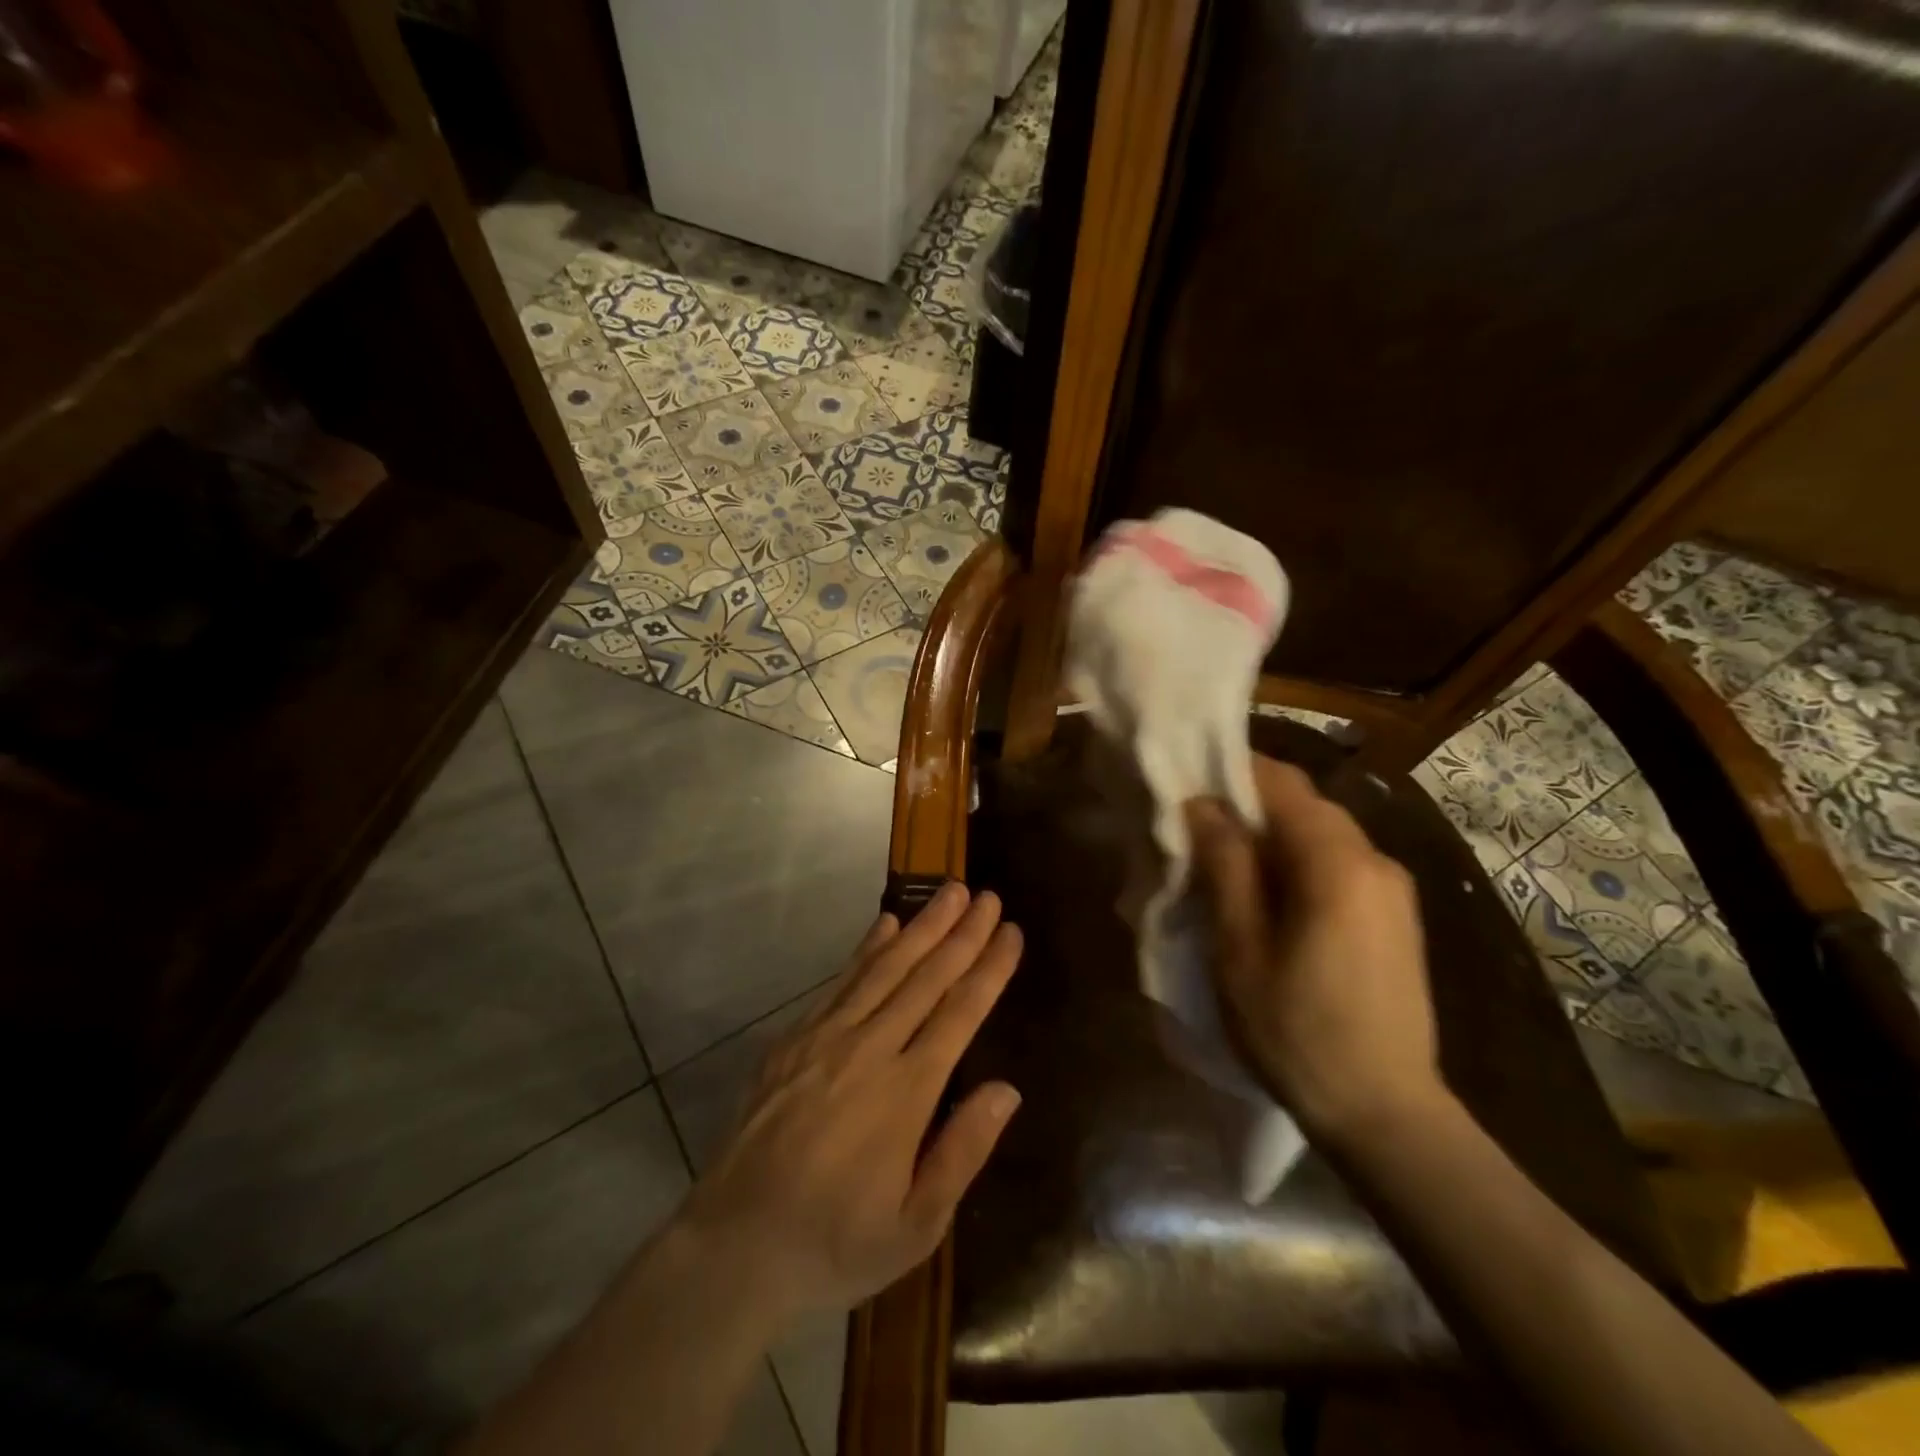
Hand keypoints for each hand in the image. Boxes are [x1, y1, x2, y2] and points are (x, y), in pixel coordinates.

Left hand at [678, 883, 1022, 1323]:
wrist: (734, 1245)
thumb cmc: (834, 1243)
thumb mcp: (915, 1227)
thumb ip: (962, 1152)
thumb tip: (1007, 1089)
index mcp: (906, 1093)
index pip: (960, 1013)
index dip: (989, 969)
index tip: (1010, 931)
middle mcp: (869, 1049)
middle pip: (926, 977)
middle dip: (962, 933)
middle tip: (987, 895)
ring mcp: (826, 1038)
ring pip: (885, 968)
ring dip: (921, 926)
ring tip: (948, 892)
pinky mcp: (794, 1039)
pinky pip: (840, 982)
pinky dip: (866, 949)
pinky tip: (885, 924)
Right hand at [1185, 756, 1444, 1144]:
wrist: (1385, 1112)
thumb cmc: (1296, 1030)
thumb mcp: (1240, 947)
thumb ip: (1225, 865)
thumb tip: (1203, 805)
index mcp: (1337, 863)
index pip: (1281, 782)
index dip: (1230, 771)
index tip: (1186, 782)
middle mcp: (1375, 860)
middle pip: (1304, 804)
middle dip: (1248, 804)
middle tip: (1196, 828)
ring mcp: (1393, 888)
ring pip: (1322, 833)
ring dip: (1272, 835)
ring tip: (1225, 863)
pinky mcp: (1396, 915)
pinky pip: (1340, 863)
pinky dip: (1298, 860)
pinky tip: (1269, 897)